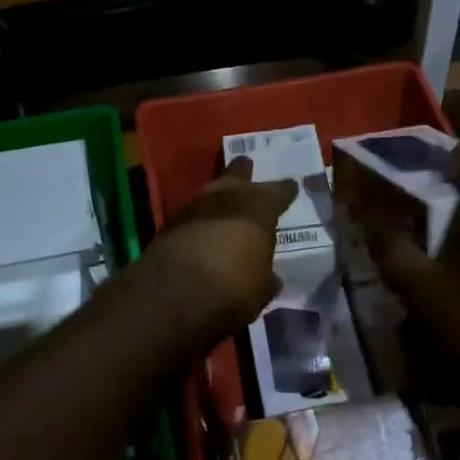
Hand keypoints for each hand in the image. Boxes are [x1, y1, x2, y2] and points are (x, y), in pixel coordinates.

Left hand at [141, 157, 298, 342]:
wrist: (173, 294)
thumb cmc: (232, 287)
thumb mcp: (261, 290)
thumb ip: (266, 278)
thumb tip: (270, 278)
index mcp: (258, 207)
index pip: (278, 192)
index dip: (285, 191)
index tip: (291, 187)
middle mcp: (227, 198)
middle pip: (236, 176)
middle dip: (242, 172)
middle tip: (247, 165)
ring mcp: (193, 208)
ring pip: (210, 192)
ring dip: (217, 194)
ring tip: (224, 197)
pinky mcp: (168, 225)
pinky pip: (191, 214)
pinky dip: (199, 219)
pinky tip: (202, 226)